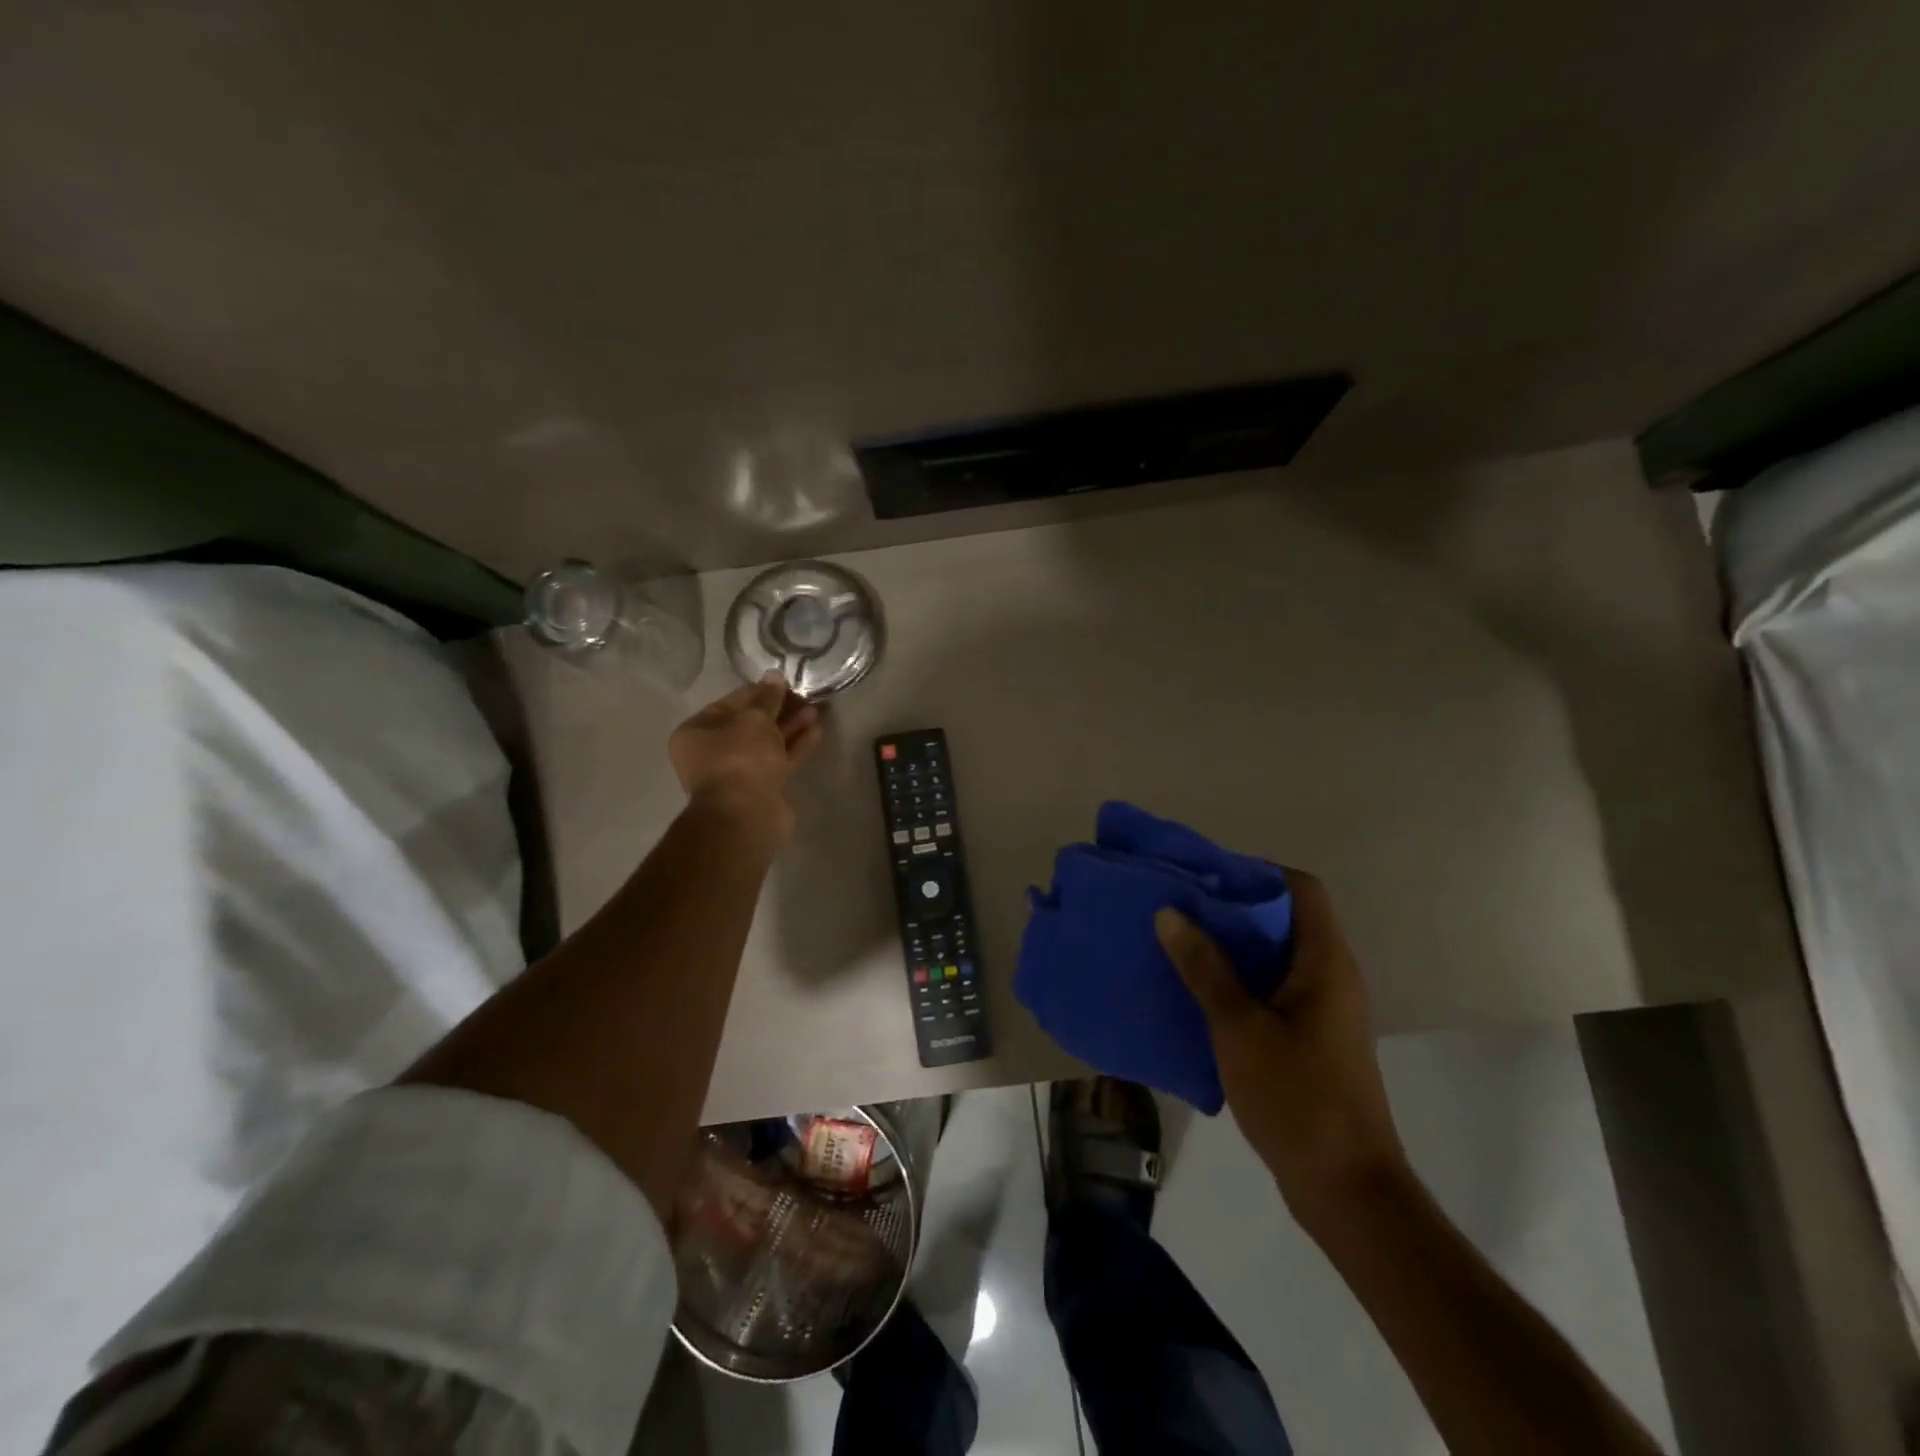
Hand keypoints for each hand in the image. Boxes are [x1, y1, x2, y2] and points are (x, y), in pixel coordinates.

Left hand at [668, 673, 821, 838]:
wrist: (746, 815)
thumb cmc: (741, 758)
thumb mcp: (755, 719)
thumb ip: (767, 697)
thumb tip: (774, 676)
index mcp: (697, 732)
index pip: (730, 703)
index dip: (759, 691)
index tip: (785, 683)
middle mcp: (712, 753)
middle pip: (749, 725)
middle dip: (778, 711)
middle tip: (804, 697)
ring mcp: (736, 773)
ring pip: (766, 744)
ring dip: (790, 728)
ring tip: (816, 712)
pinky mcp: (759, 788)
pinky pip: (778, 761)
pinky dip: (794, 747)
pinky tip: (815, 732)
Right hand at [1156, 870, 1410, 1229]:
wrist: (1346, 1190)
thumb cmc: (1297, 1099)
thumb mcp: (1239, 1028)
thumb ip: (1205, 968)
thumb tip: (1170, 913)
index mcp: (1325, 962)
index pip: (1301, 888)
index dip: (1256, 873)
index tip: (1206, 878)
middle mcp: (1331, 977)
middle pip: (1285, 919)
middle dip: (1232, 908)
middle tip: (1179, 908)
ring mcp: (1323, 1011)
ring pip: (1275, 957)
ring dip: (1231, 947)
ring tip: (1179, 944)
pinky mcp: (1311, 1040)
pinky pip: (1271, 991)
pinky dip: (1237, 982)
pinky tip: (1197, 995)